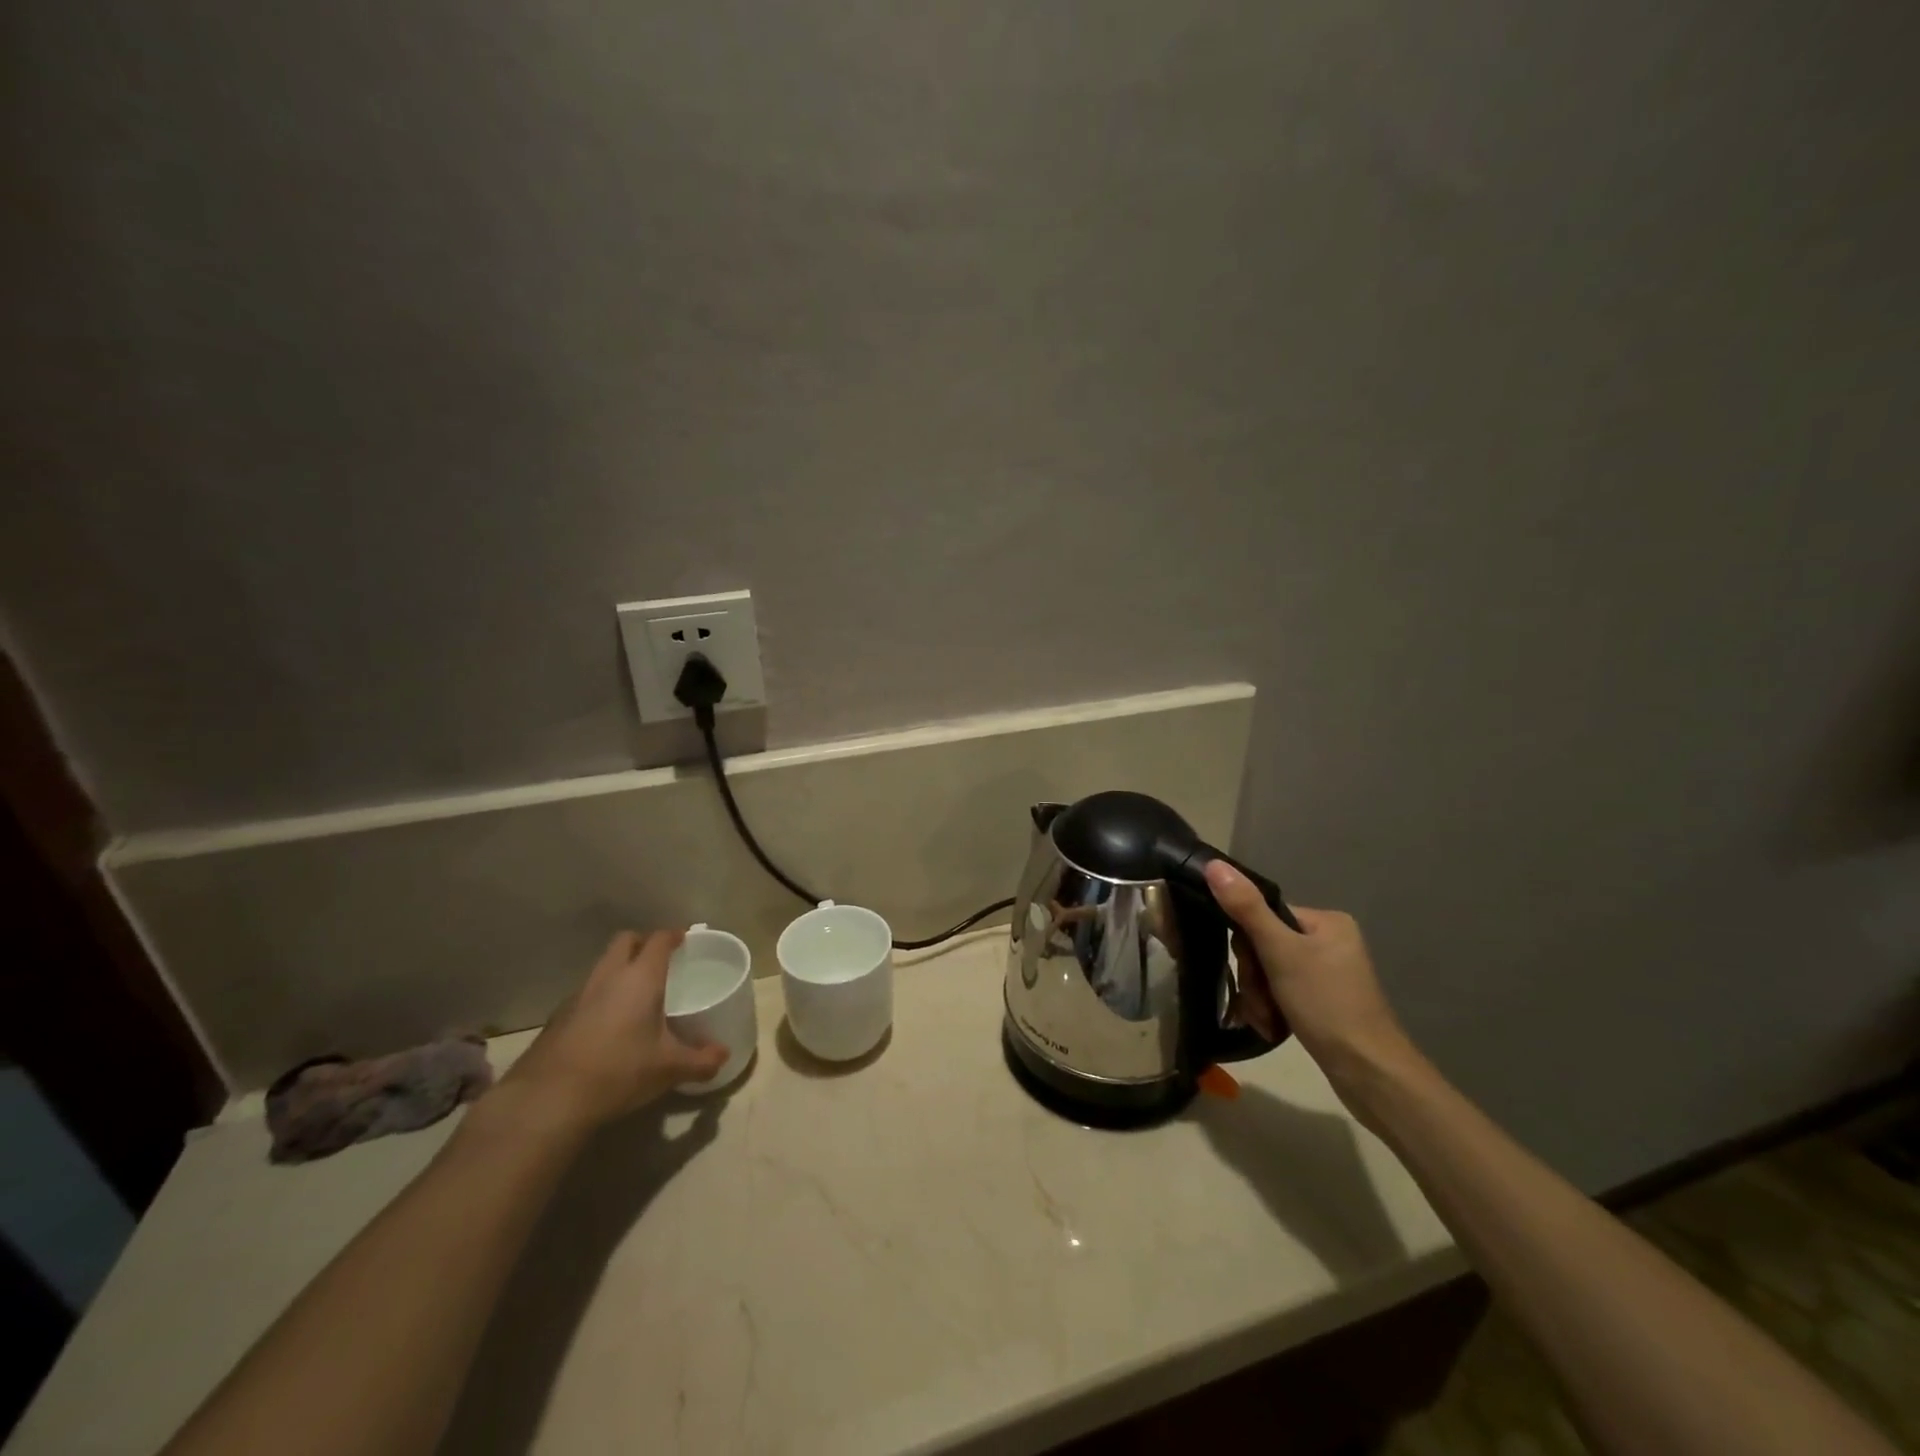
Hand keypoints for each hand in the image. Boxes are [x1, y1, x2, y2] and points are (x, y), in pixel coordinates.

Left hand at [495, 930, 728, 1133]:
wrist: (547, 1100)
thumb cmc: (619, 1071)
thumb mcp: (669, 1069)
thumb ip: (701, 1060)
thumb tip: (723, 1055)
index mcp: (640, 978)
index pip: (658, 939)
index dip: (673, 935)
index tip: (685, 940)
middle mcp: (608, 977)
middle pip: (625, 941)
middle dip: (642, 944)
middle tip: (659, 962)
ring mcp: (578, 995)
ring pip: (602, 966)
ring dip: (618, 970)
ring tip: (634, 995)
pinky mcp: (557, 1018)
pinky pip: (585, 993)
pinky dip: (599, 997)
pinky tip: (607, 1025)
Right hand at [1203, 862, 1415, 1091]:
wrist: (1369, 1074)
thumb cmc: (1327, 1004)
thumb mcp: (1281, 953)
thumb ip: (1246, 909)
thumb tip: (1214, 864)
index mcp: (1326, 921)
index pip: (1264, 917)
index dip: (1248, 946)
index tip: (1251, 973)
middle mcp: (1330, 942)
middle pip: (1266, 947)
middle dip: (1255, 979)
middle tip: (1260, 1003)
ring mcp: (1329, 975)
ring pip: (1270, 974)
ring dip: (1260, 998)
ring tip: (1267, 1022)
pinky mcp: (1325, 1003)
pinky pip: (1283, 994)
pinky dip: (1272, 1010)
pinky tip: (1273, 1027)